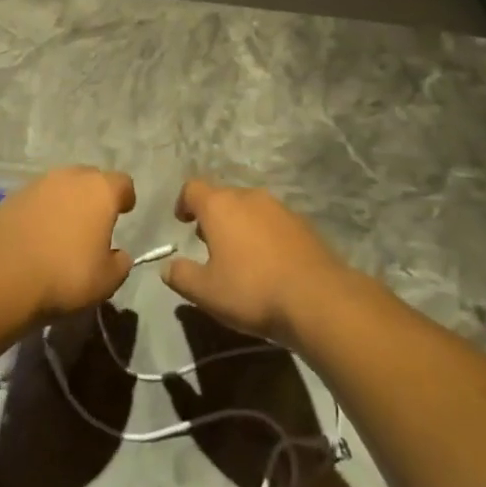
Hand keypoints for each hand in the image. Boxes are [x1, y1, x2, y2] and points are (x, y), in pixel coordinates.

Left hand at [0, 167, 135, 320]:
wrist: (3, 276)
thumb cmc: (65, 276)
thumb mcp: (106, 281)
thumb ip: (120, 263)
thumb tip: (119, 254)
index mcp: (100, 191)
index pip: (123, 183)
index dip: (125, 197)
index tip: (124, 213)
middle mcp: (71, 177)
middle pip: (91, 178)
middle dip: (95, 196)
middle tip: (94, 223)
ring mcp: (39, 183)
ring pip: (62, 185)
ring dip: (67, 201)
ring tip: (64, 229)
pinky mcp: (13, 195)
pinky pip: (38, 197)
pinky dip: (43, 209)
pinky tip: (39, 234)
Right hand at [164, 179, 352, 345]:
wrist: (317, 298)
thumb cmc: (252, 290)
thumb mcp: (207, 292)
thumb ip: (182, 276)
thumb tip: (167, 267)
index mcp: (220, 206)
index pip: (192, 188)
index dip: (184, 202)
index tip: (182, 221)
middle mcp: (248, 196)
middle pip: (223, 196)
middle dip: (213, 216)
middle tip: (209, 243)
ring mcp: (279, 207)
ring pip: (250, 207)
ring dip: (240, 224)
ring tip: (240, 255)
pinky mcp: (302, 223)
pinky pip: (273, 222)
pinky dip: (265, 234)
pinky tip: (270, 263)